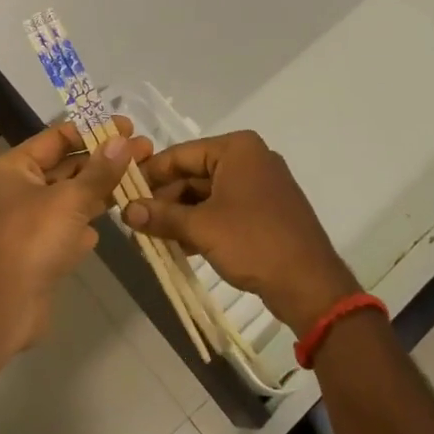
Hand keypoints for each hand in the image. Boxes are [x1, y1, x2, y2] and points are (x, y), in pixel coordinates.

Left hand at [0, 116, 148, 349]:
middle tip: (145, 151)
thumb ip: (100, 170)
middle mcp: (16, 189)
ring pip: (70, 197)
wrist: (5, 306)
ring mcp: (27, 221)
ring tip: (141, 179)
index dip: (93, 131)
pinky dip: (89, 222)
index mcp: (13, 168)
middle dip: (104, 160)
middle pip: (66, 166)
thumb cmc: (32, 239)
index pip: (56, 138)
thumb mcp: (70, 199)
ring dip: (101, 189)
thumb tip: (123, 140)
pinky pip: (68, 226)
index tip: (128, 128)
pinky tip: (116, 217)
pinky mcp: (38, 250)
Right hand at [125, 130, 360, 335]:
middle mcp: (250, 159)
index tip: (123, 191)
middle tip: (135, 221)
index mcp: (237, 149)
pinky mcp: (266, 210)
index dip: (150, 173)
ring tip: (152, 236)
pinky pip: (225, 209)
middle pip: (194, 174)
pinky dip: (202, 224)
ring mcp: (261, 185)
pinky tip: (181, 245)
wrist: (309, 283)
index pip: (181, 154)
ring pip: (208, 194)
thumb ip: (161, 216)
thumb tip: (125, 211)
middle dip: (165, 199)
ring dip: (181, 215)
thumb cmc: (253, 242)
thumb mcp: (200, 228)